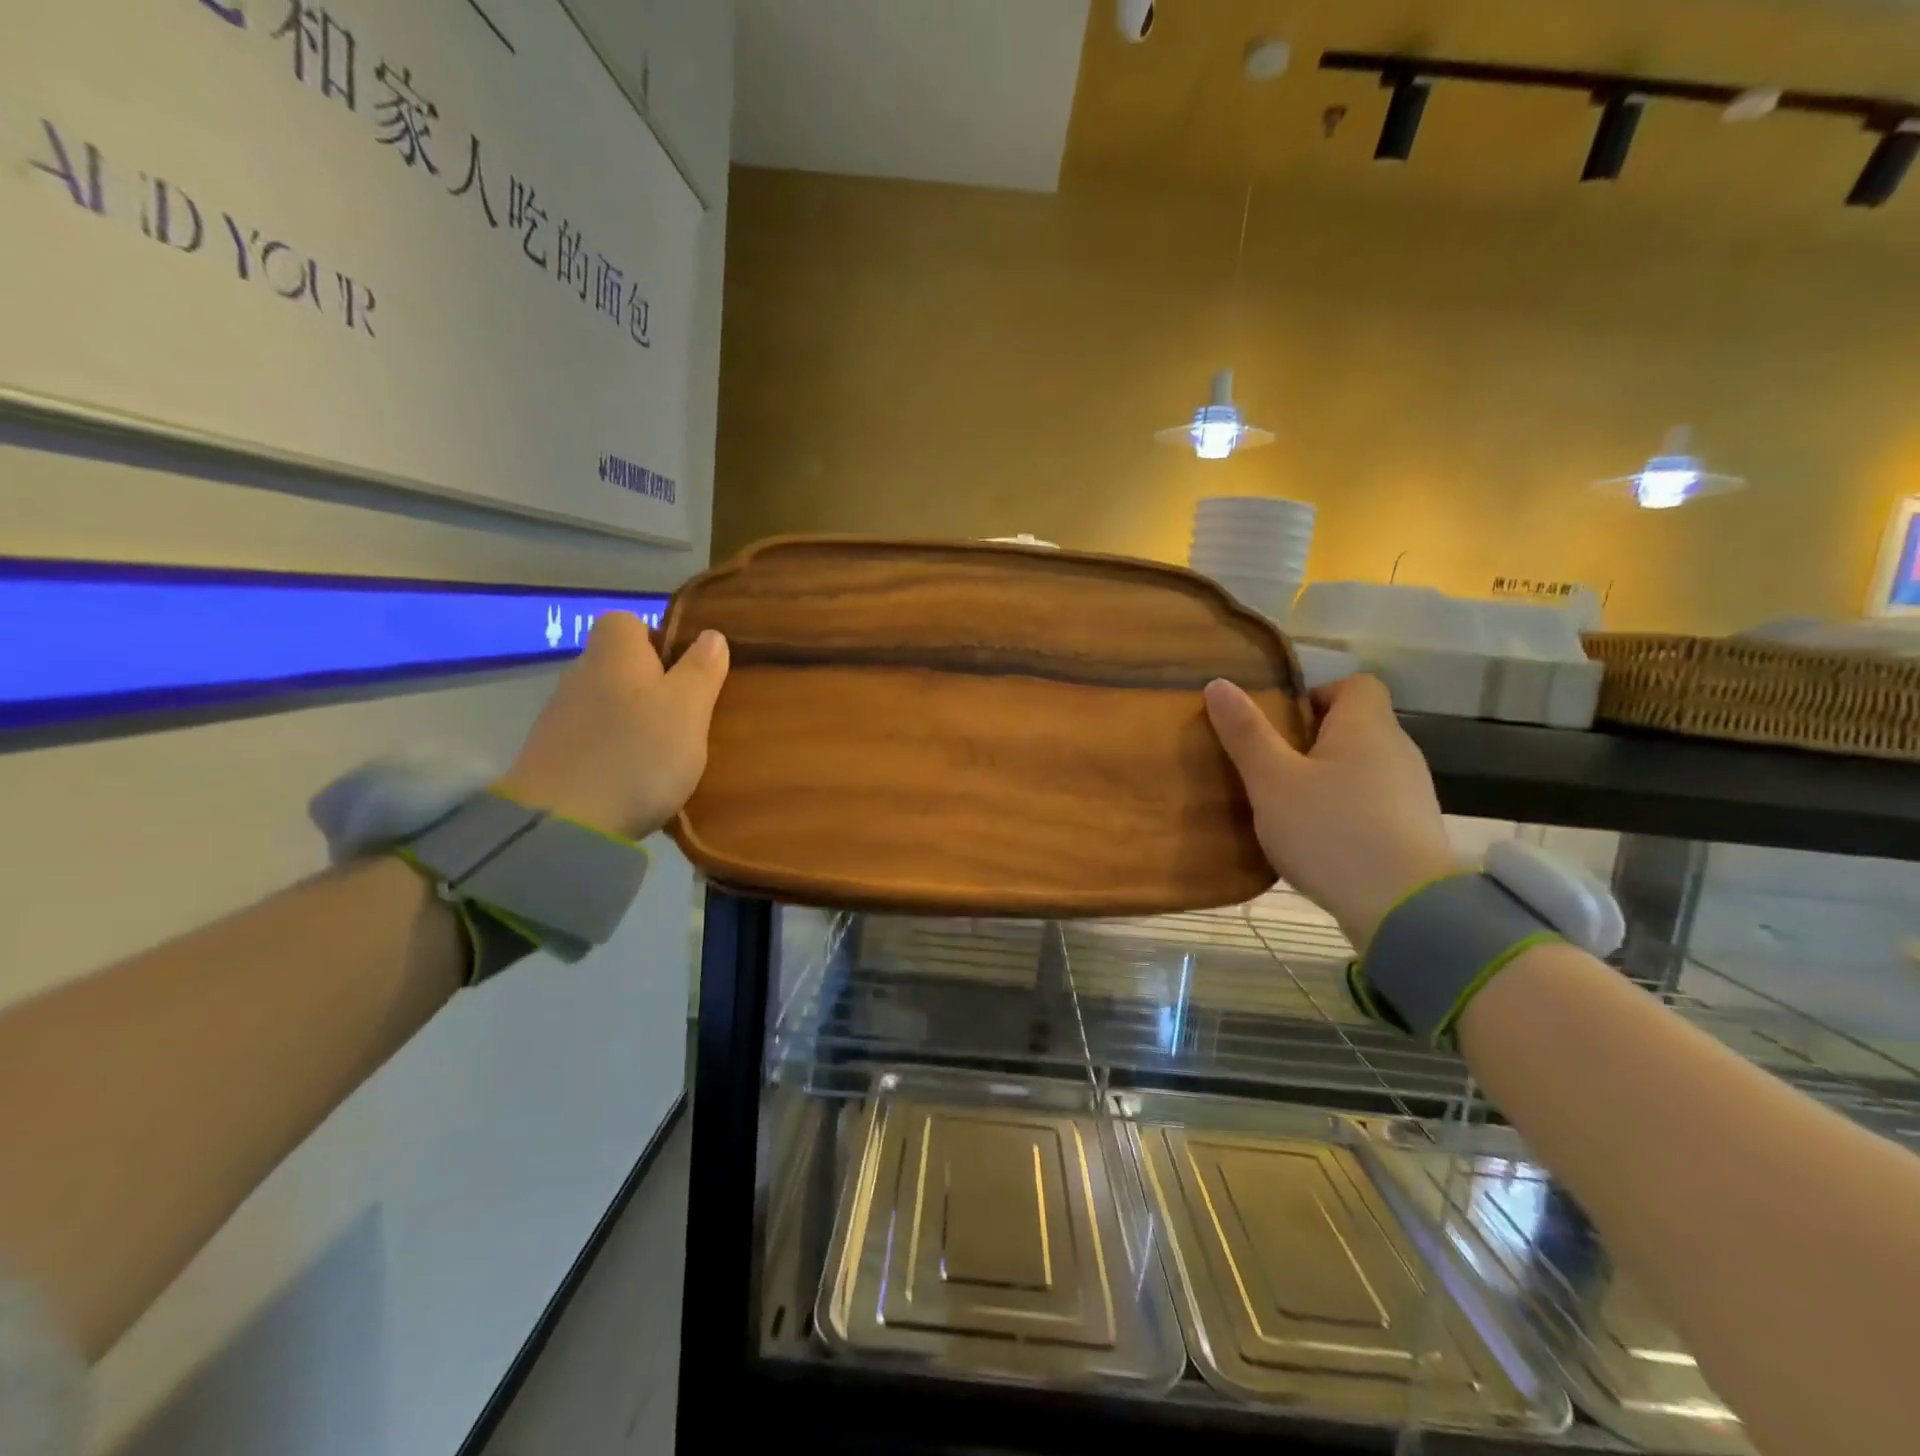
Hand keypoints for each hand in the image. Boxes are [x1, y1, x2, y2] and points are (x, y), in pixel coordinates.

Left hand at [497, 613, 728, 840]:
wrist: (562, 823)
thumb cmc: (637, 753)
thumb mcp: (688, 709)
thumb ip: (701, 670)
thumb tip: (711, 635)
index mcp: (615, 652)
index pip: (629, 622)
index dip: (660, 640)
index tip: (686, 672)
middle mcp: (581, 673)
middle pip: (620, 665)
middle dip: (653, 684)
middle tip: (687, 716)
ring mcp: (562, 715)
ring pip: (608, 703)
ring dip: (634, 720)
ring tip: (666, 753)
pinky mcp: (553, 755)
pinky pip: (594, 738)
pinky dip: (615, 750)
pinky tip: (634, 778)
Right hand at [1205, 674, 1460, 949]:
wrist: (1404, 908)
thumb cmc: (1330, 830)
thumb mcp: (1272, 781)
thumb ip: (1245, 733)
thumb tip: (1219, 684)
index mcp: (1366, 726)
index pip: (1355, 684)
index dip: (1317, 695)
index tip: (1281, 724)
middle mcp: (1398, 750)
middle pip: (1356, 727)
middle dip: (1312, 740)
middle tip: (1271, 767)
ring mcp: (1411, 792)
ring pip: (1362, 767)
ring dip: (1328, 778)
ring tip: (1289, 807)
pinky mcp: (1414, 831)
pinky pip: (1373, 803)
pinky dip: (1346, 811)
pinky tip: (1320, 841)